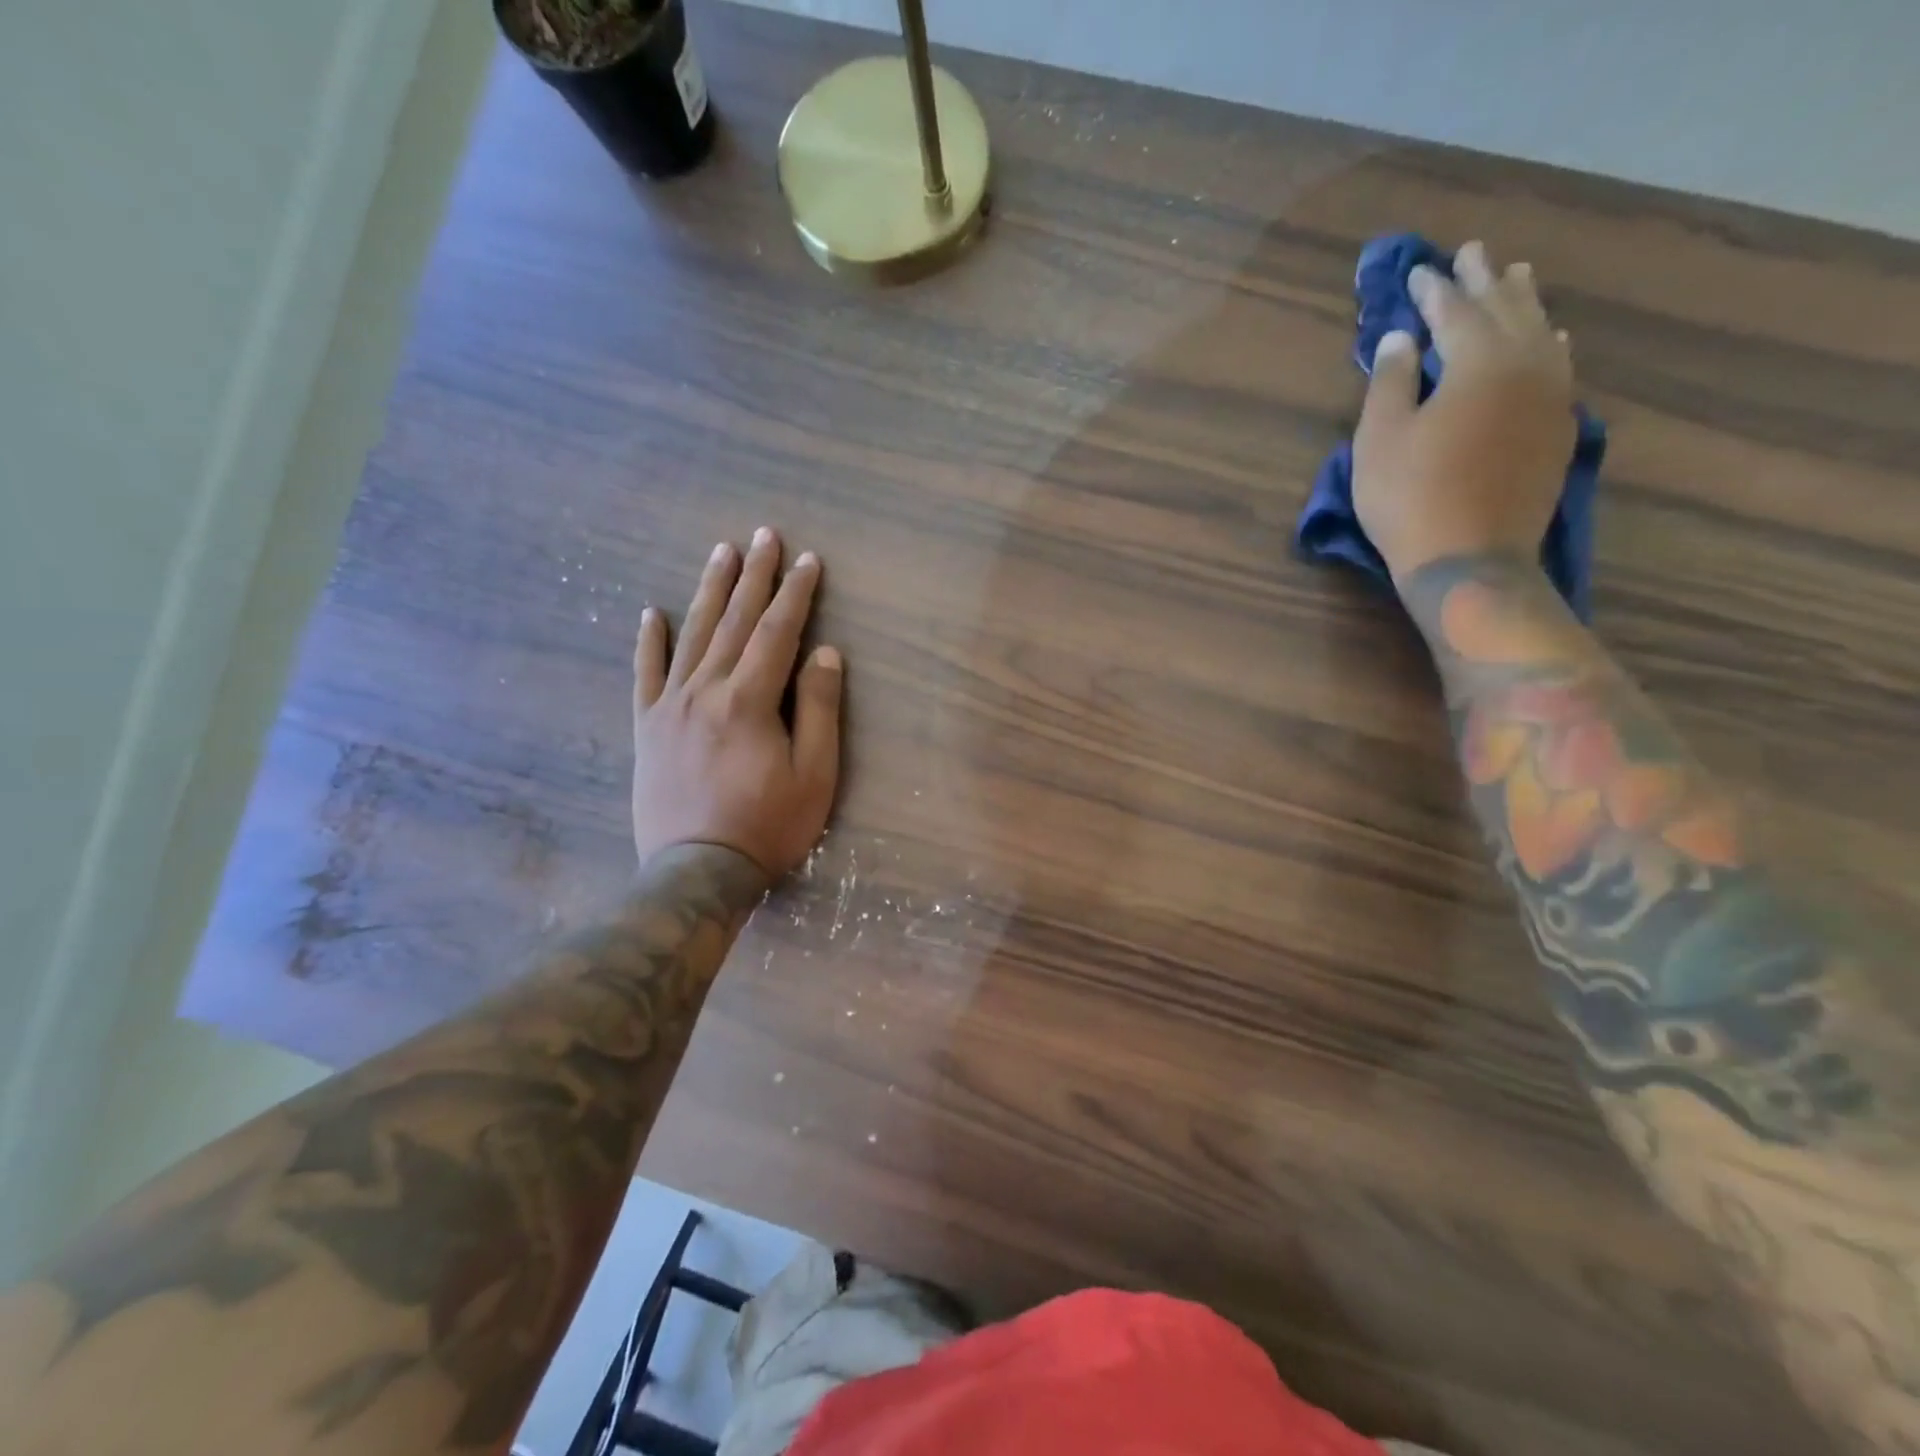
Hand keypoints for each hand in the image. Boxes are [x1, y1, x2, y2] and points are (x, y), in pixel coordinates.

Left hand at [632, 528, 842, 880]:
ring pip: (692, 636)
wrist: (697, 872)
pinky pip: (646, 675)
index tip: (809, 559)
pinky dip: (649, 642)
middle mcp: (705, 691)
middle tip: (763, 535)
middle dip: (754, 576)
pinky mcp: (647, 728)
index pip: (777, 632)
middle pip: (734, 622)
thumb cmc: (768, 825)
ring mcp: (670, 707)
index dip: (796, 593)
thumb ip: (818, 708)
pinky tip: (651, 613)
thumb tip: (824, 652)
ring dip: (709, 591)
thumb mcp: (814, 773)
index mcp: (749, 700)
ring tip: (721, 553)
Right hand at [1353, 239, 1576, 582]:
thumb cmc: (1410, 499)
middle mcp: (1526, 365)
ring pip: (1540, 331)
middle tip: (1472, 252)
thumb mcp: (1379, 441)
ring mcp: (1550, 396)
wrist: (1469, 559)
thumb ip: (1390, 383)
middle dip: (1484, 279)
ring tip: (1515, 277)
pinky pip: (1558, 365)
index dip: (1432, 290)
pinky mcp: (1557, 428)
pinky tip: (1549, 338)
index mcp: (1478, 362)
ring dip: (1523, 302)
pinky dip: (1548, 343)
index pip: (1453, 312)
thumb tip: (1399, 338)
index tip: (1417, 271)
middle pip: (1506, 309)